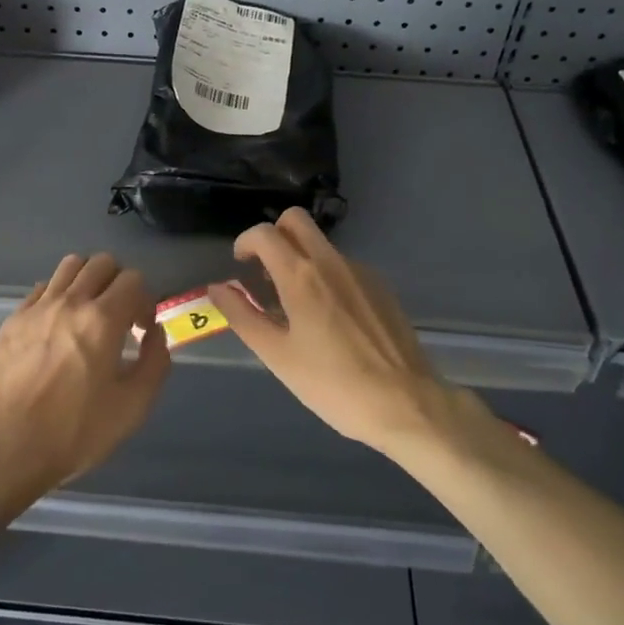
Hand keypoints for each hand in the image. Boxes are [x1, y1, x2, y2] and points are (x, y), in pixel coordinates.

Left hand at [0, 252, 171, 511]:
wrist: (6, 449)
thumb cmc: (75, 432)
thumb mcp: (133, 407)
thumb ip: (155, 362)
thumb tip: (155, 333)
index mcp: (102, 320)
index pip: (133, 279)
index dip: (146, 300)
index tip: (142, 329)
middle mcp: (70, 302)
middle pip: (102, 262)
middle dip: (119, 282)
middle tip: (120, 316)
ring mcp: (37, 308)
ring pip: (70, 266)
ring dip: (88, 280)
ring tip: (90, 312)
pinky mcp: (13, 320)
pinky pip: (43, 288)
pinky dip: (59, 295)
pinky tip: (59, 326)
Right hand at [207, 208, 452, 459]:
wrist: (405, 404)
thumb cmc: (332, 384)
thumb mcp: (277, 355)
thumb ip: (242, 316)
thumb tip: (217, 288)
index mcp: (301, 276)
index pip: (264, 233)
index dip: (245, 243)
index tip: (241, 266)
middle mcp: (331, 262)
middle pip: (296, 220)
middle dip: (275, 235)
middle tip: (266, 271)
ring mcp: (361, 271)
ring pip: (321, 245)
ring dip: (301, 258)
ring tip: (297, 305)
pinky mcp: (381, 286)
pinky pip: (344, 266)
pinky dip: (327, 276)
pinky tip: (331, 319)